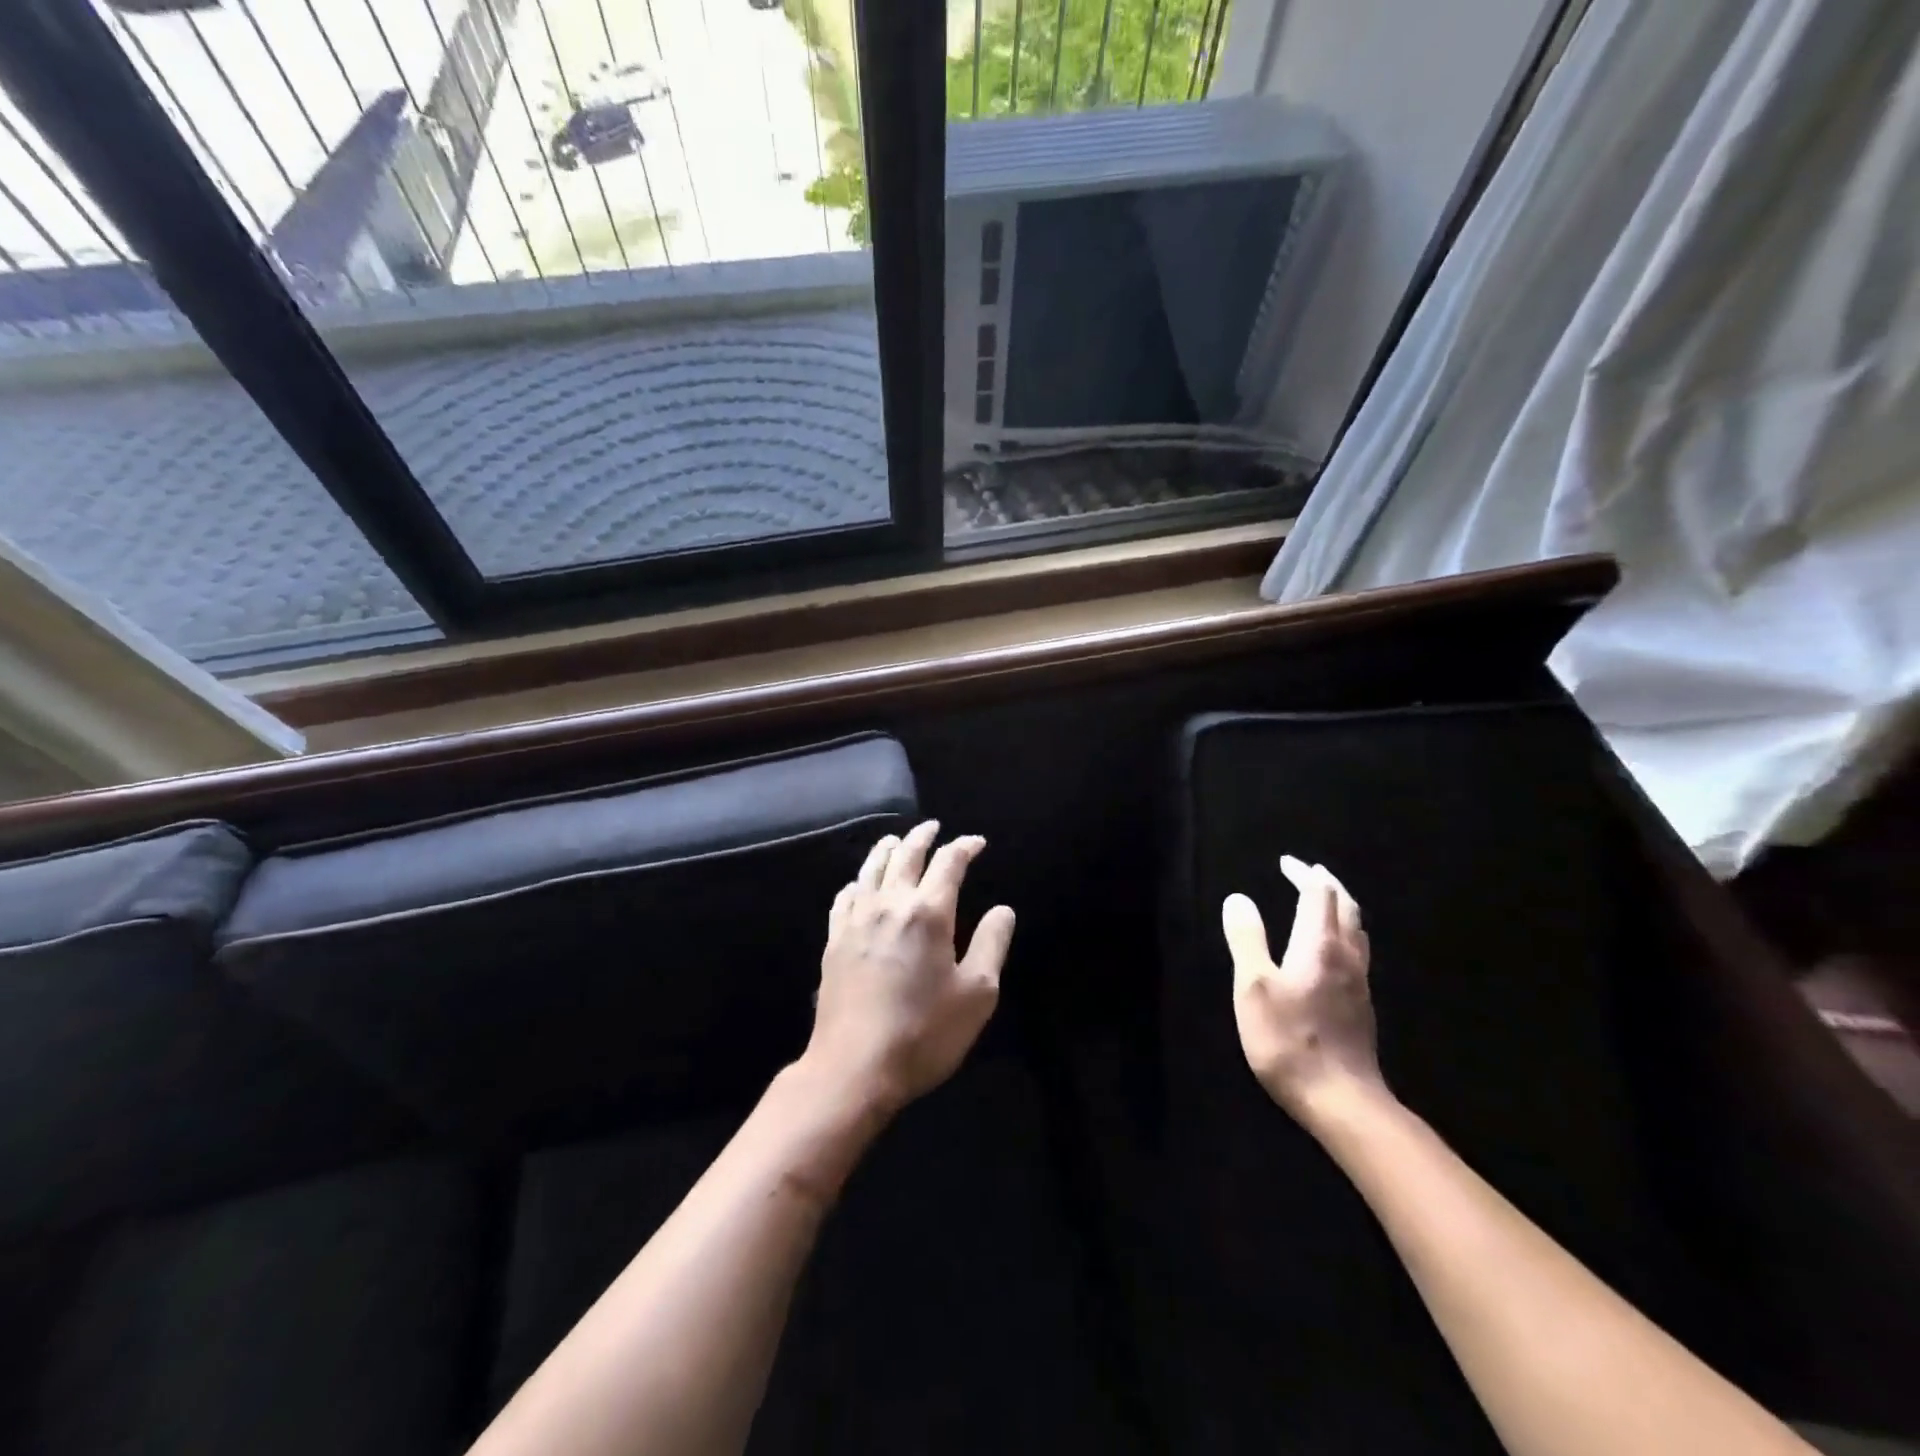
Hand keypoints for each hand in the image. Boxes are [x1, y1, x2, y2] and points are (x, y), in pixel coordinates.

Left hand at [803, 821, 1015, 1115]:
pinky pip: (845, 897)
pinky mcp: (834, 940)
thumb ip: (991, 944)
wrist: (854, 1067)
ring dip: (887, 849)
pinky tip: (859, 885)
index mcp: (929, 913)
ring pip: (871, 869)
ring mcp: (856, 920)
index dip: (964, 847)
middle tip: (933, 827)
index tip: (976, 843)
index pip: (949, 863)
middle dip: (923, 837)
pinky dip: (858, 882)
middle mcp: (890, 904)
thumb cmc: (924, 1033)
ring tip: (896, 841)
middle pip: (906, 855)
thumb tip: (1003, 909)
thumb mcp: (977, 994)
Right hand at [1223, 855, 1383, 1123]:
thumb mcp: (1253, 987)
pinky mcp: (1363, 1005)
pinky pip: (1358, 951)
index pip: (1317, 894)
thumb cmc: (1289, 1040)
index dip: (1303, 873)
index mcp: (1319, 945)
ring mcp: (1360, 982)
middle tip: (1308, 872)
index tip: (1286, 862)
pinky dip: (1345, 931)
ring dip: (1341, 906)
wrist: (1342, 1101)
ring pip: (1357, 929)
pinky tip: (1333, 948)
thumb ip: (1247, 939)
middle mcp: (1346, 956)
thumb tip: (1239, 898)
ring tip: (1323, 901)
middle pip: (1346, 906)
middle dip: (1327, 883)